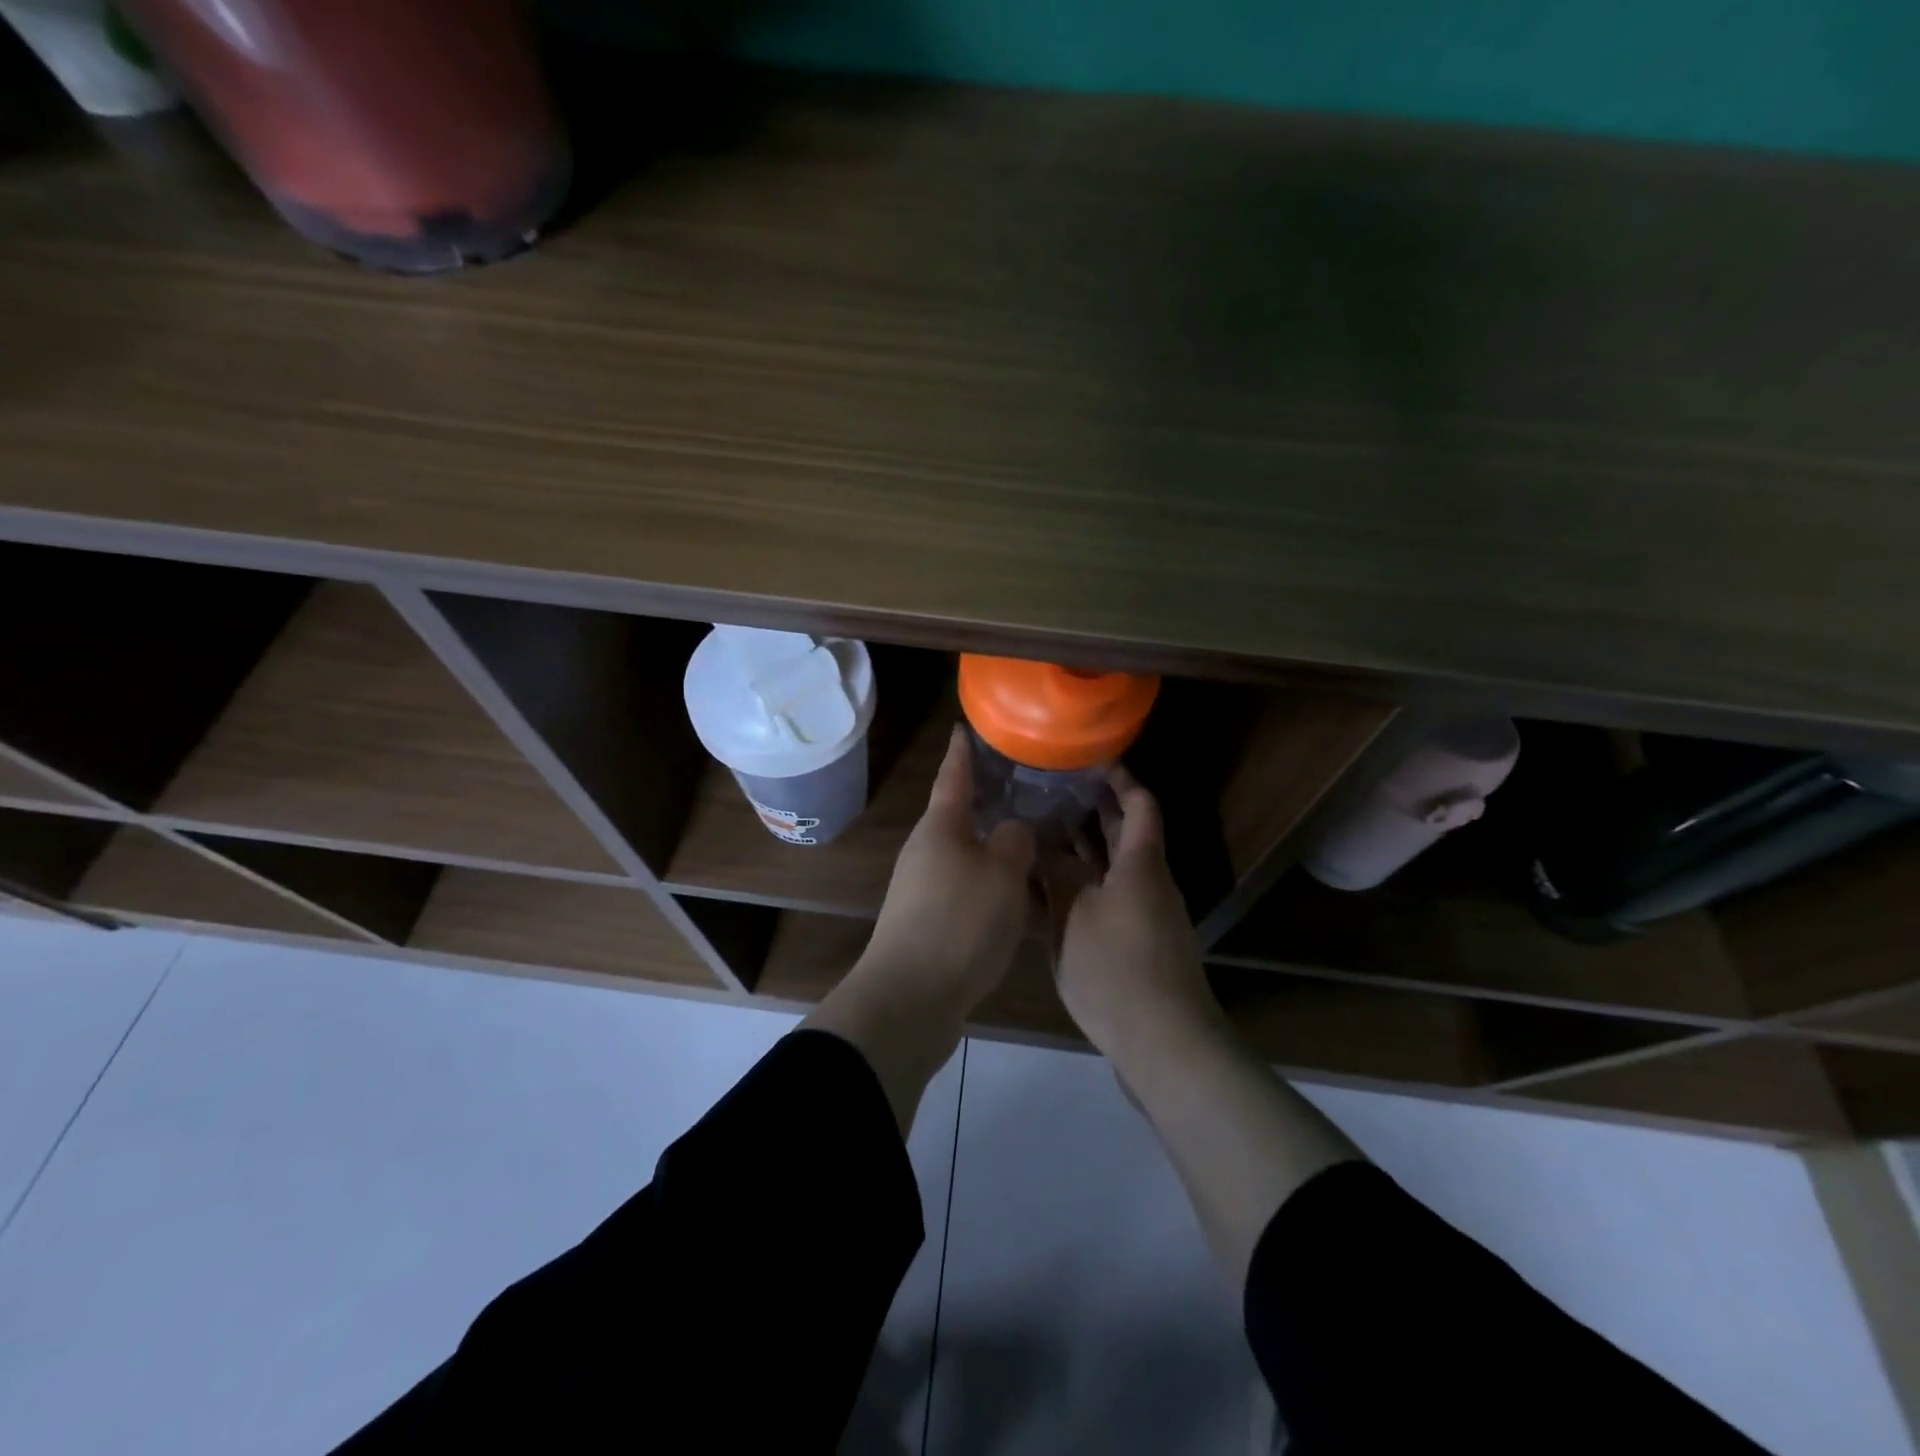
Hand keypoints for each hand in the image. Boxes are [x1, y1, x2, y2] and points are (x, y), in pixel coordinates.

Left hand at [855, 725, 1036, 1017]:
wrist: (910, 999)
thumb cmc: (960, 923)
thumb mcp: (1002, 875)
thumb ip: (1014, 842)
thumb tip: (1013, 830)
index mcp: (940, 827)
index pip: (953, 776)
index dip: (963, 751)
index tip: (966, 727)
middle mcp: (926, 850)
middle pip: (959, 816)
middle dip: (988, 800)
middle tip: (1024, 786)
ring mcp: (923, 888)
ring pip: (966, 855)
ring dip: (994, 847)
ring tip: (1031, 841)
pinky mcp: (928, 922)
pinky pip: (967, 890)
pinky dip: (991, 885)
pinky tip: (1018, 898)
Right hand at [1045, 766, 1223, 1061]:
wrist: (1164, 1044)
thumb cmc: (1118, 968)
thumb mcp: (1076, 915)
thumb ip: (1059, 875)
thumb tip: (1047, 848)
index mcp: (1141, 864)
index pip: (1139, 805)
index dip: (1120, 779)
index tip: (1092, 760)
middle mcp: (1148, 883)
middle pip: (1126, 834)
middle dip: (1095, 811)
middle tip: (1054, 792)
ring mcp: (1145, 916)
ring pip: (1113, 869)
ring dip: (1084, 851)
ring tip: (1042, 835)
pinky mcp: (1136, 945)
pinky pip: (1108, 900)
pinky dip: (1083, 888)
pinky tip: (1049, 894)